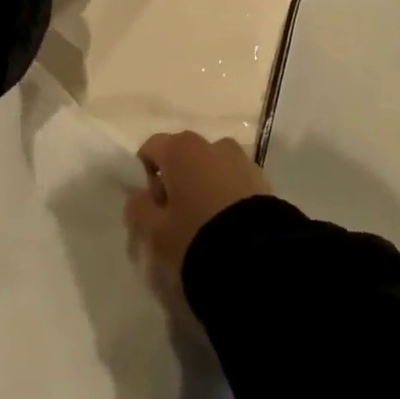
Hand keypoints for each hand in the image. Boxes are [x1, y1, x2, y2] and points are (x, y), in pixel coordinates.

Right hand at [125, 132, 270, 314]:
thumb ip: (138, 209)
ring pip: (211, 166)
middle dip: (177, 178)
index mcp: (180, 149)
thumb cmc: (194, 235)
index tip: (153, 205)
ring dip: (204, 183)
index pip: (151, 148)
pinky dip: (226, 192)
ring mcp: (240, 158)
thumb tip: (138, 196)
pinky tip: (227, 221)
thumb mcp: (155, 231)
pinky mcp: (261, 177)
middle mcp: (211, 143)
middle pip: (183, 154)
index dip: (147, 175)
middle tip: (177, 215)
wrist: (254, 255)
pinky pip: (233, 178)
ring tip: (206, 219)